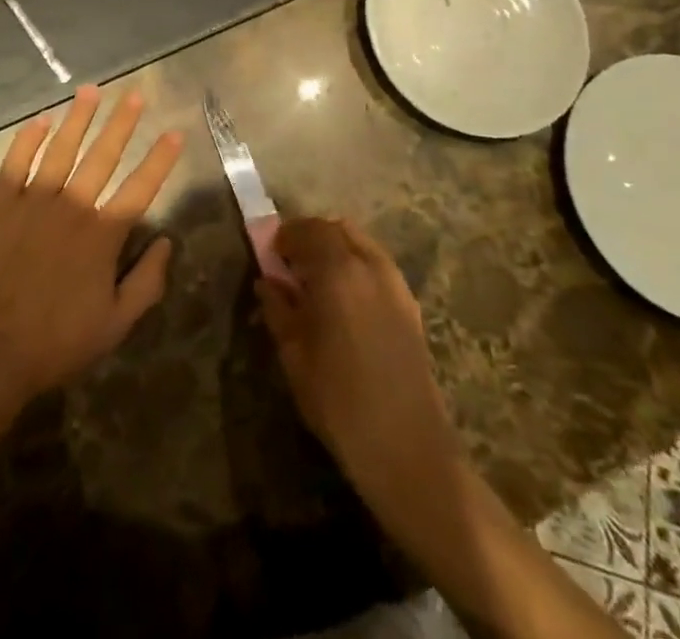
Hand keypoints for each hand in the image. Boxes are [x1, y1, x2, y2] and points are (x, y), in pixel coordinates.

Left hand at [0, 86, 184, 411]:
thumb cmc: (58, 342)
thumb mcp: (116, 324)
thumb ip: (147, 282)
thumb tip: (167, 242)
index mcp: (103, 235)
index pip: (140, 187)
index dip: (160, 159)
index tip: (174, 132)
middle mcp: (72, 207)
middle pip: (103, 156)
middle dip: (122, 123)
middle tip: (135, 94)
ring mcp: (33, 201)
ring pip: (61, 148)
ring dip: (78, 118)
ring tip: (90, 91)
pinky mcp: (0, 204)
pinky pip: (16, 161)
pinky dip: (28, 139)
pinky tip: (40, 120)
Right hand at [257, 217, 460, 492]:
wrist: (408, 451)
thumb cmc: (339, 401)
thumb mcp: (294, 354)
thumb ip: (278, 309)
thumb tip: (268, 283)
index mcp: (338, 271)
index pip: (308, 230)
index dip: (285, 236)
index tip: (269, 254)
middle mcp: (371, 267)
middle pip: (337, 229)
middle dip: (311, 237)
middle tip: (291, 264)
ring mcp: (396, 286)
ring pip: (361, 244)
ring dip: (336, 250)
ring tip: (317, 282)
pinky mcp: (411, 308)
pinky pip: (378, 267)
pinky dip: (357, 267)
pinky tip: (345, 302)